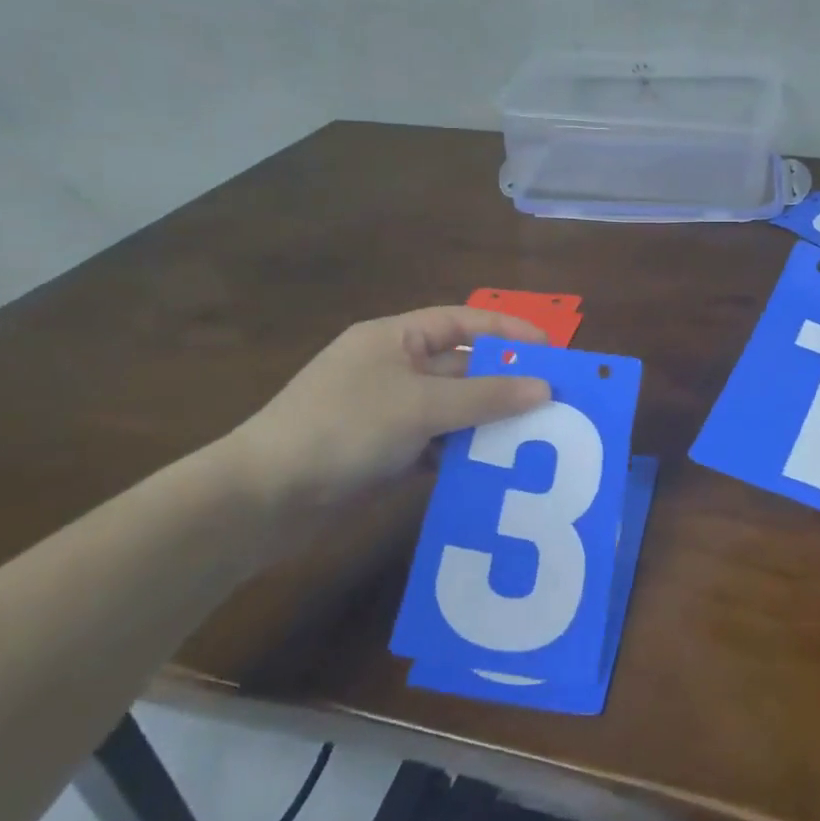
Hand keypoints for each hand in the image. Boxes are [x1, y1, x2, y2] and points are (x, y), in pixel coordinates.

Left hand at [224, 306, 551, 553]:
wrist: (264, 498)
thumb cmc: (344, 428)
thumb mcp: (420, 406)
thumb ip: (485, 396)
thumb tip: (544, 388)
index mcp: (395, 338)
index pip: (462, 322)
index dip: (507, 333)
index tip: (551, 352)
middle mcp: (393, 369)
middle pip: (461, 369)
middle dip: (503, 384)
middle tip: (554, 403)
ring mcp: (388, 412)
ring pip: (452, 411)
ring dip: (486, 423)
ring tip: (536, 440)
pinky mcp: (384, 452)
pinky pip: (436, 445)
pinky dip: (462, 454)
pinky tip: (493, 470)